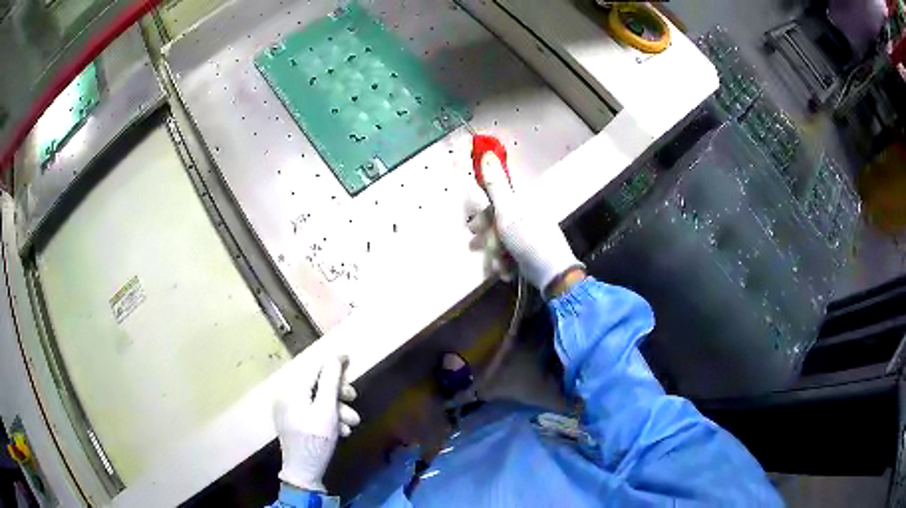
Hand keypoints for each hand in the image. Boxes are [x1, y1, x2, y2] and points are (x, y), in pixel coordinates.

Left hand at [274, 355, 360, 492]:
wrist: (303, 471)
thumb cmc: (316, 440)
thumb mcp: (327, 410)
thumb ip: (330, 382)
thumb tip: (335, 357)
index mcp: (290, 389)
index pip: (313, 367)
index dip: (332, 363)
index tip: (348, 359)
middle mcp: (285, 395)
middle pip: (316, 384)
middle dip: (338, 393)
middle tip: (353, 398)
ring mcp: (288, 409)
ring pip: (317, 399)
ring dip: (337, 409)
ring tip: (351, 424)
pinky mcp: (293, 421)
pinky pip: (312, 411)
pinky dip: (328, 417)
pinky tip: (341, 431)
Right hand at [467, 135, 582, 294]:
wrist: (552, 274)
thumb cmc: (528, 239)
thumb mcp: (507, 210)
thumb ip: (495, 184)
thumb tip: (487, 153)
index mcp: (524, 201)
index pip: (498, 200)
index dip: (484, 213)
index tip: (474, 227)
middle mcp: (528, 214)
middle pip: (498, 221)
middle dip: (488, 238)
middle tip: (476, 246)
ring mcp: (530, 234)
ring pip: (502, 240)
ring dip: (496, 254)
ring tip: (498, 266)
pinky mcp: (531, 251)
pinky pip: (511, 252)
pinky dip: (506, 262)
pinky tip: (506, 271)